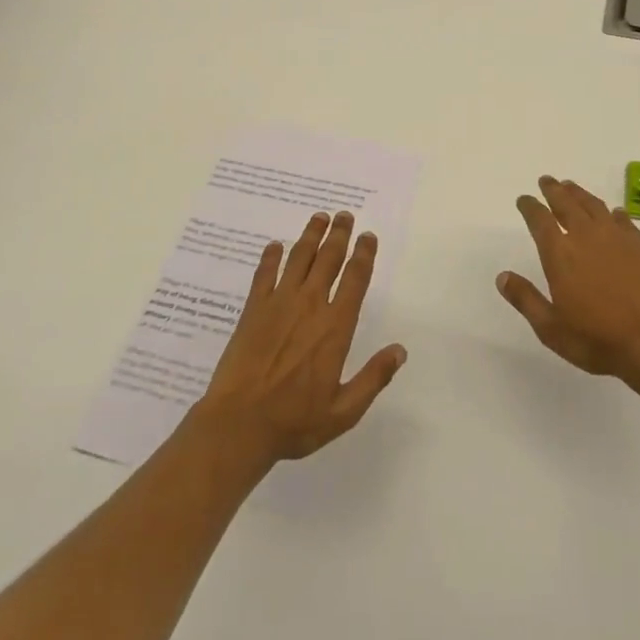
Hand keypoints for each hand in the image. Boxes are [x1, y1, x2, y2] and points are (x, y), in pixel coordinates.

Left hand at [193, 211, 405, 467]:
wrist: (238, 424)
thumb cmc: (294, 421)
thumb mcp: (344, 411)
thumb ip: (373, 379)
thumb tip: (400, 351)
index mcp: (335, 327)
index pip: (355, 280)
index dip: (364, 255)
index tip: (368, 237)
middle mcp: (310, 306)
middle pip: (328, 259)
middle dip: (339, 234)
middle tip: (345, 215)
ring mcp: (279, 304)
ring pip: (299, 258)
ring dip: (310, 235)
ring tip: (319, 217)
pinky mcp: (253, 309)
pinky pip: (264, 274)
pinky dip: (271, 257)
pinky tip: (275, 246)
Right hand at [498, 176, 639, 379]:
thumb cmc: (597, 338)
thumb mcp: (551, 328)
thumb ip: (526, 299)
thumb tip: (502, 277)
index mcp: (560, 254)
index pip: (539, 220)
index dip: (530, 207)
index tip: (523, 199)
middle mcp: (586, 237)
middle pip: (566, 204)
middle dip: (554, 190)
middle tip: (546, 180)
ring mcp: (616, 238)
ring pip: (594, 205)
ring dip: (580, 194)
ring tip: (571, 186)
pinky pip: (623, 220)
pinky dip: (614, 213)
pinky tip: (614, 213)